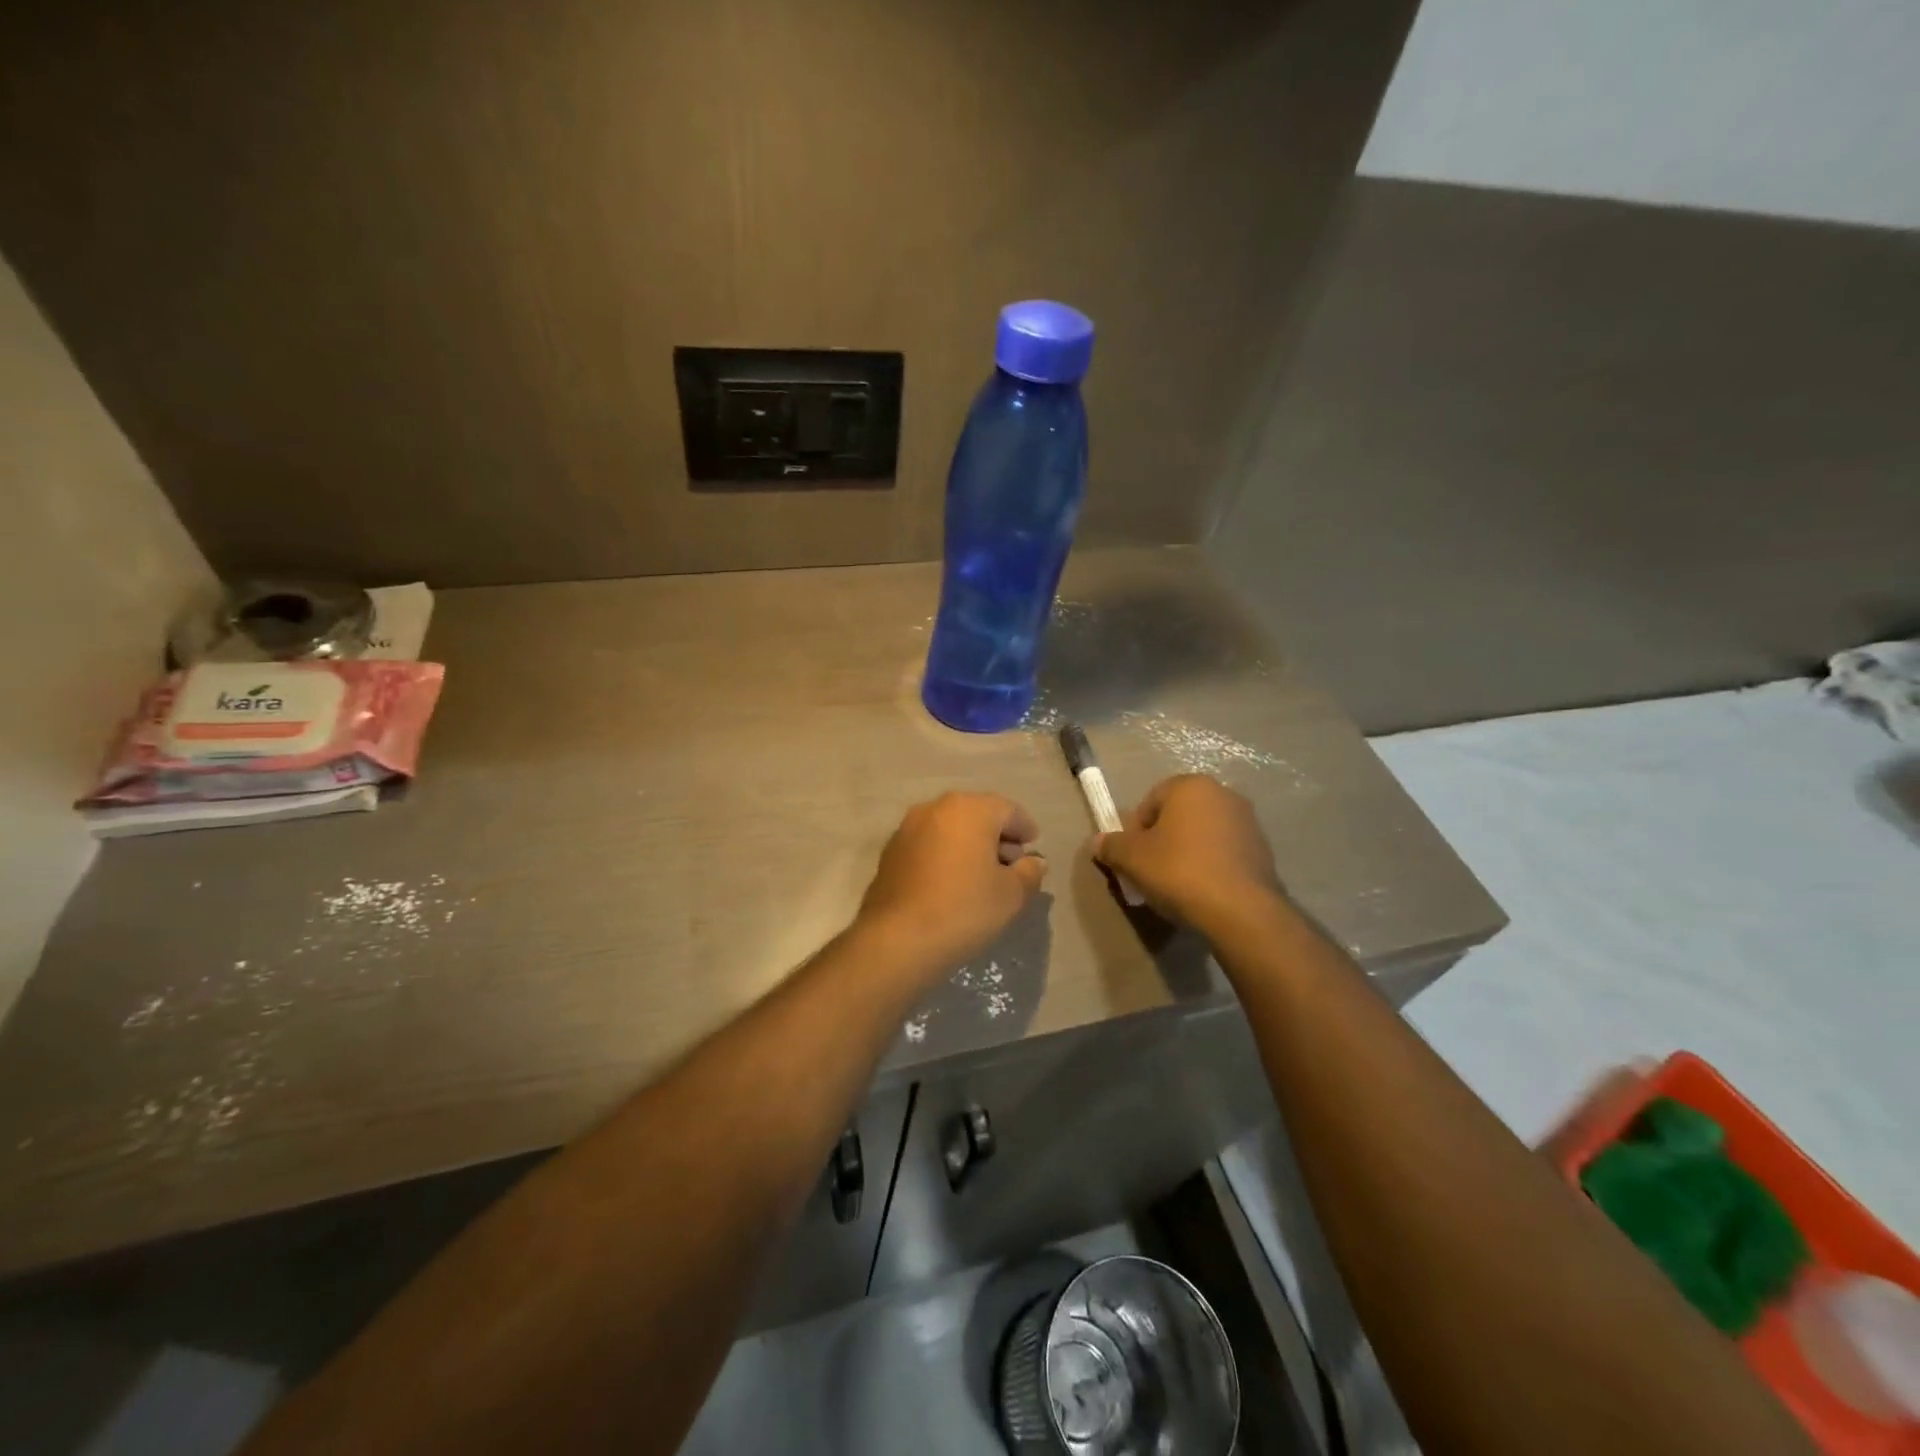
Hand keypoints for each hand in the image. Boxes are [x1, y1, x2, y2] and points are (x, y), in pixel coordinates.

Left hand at [857, 792, 1046, 973]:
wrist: (897, 939)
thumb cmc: (963, 910)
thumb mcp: (1011, 895)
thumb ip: (1029, 873)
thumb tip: (1033, 862)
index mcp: (970, 809)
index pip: (1009, 810)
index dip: (1025, 829)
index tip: (1033, 848)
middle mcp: (936, 807)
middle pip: (977, 814)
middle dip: (996, 835)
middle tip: (1010, 864)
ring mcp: (908, 827)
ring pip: (950, 827)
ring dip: (969, 844)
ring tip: (980, 875)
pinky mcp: (891, 850)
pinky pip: (929, 843)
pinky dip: (945, 854)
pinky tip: (950, 882)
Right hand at [1094, 774, 1280, 929]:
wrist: (1241, 911)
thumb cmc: (1179, 871)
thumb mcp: (1132, 859)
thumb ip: (1111, 846)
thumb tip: (1096, 842)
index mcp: (1191, 786)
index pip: (1150, 801)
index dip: (1135, 830)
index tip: (1132, 858)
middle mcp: (1223, 794)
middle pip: (1177, 816)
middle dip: (1161, 840)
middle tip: (1149, 872)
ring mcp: (1248, 822)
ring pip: (1202, 834)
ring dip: (1186, 853)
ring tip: (1176, 886)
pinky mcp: (1263, 850)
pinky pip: (1224, 853)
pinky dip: (1210, 866)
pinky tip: (1202, 892)